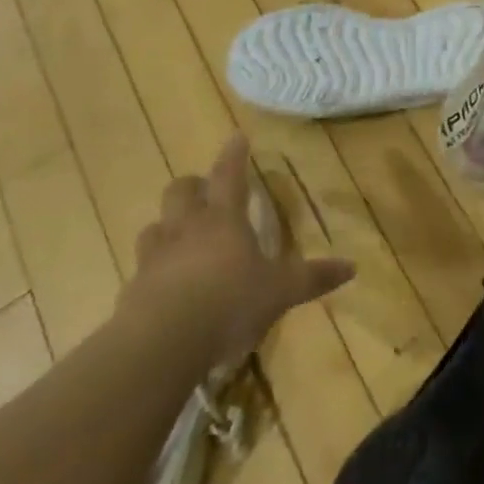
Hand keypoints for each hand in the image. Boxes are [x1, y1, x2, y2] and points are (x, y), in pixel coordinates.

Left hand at [120, 135, 354, 364]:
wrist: (159, 346)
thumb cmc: (228, 304)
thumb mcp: (280, 292)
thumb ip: (313, 278)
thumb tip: (352, 267)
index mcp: (223, 219)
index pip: (229, 174)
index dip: (234, 154)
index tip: (237, 136)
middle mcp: (187, 229)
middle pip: (180, 191)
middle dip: (192, 187)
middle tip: (204, 193)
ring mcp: (155, 258)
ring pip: (154, 227)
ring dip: (166, 227)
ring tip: (178, 237)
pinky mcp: (131, 291)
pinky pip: (140, 270)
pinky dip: (152, 272)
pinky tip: (162, 288)